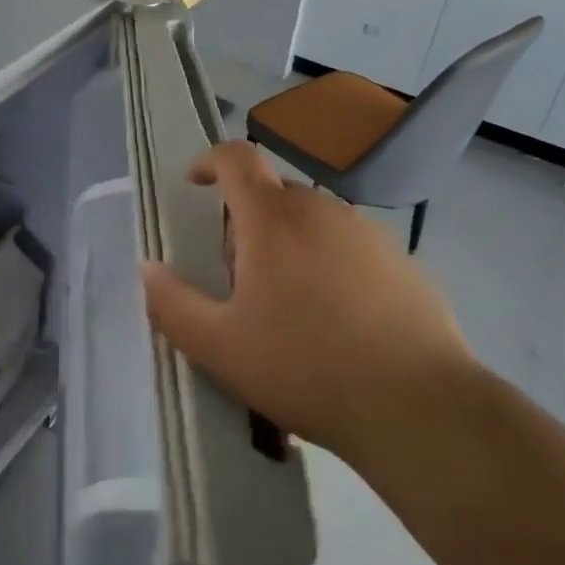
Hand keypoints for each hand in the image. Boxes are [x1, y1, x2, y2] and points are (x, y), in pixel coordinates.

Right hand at [139, 141, 477, 460]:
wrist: (416, 406)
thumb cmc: (304, 368)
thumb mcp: (219, 346)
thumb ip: (172, 303)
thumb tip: (147, 269)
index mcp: (273, 219)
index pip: (236, 158)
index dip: (208, 161)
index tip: (193, 184)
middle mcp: (322, 210)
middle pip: (273, 193)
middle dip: (246, 220)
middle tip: (238, 276)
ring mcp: (369, 233)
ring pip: (314, 221)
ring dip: (289, 243)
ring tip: (289, 305)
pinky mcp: (403, 262)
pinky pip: (351, 247)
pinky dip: (331, 264)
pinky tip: (338, 321)